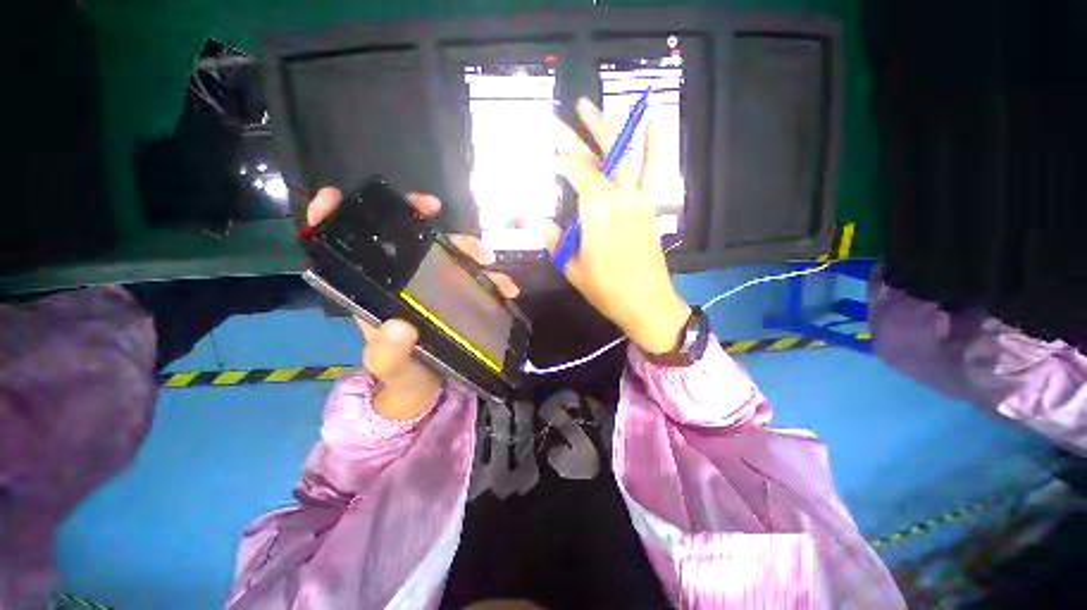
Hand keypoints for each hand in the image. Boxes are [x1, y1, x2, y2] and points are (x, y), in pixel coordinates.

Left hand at [306, 187, 519, 419]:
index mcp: (373, 293)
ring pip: (446, 254)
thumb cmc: (400, 377)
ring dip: (471, 252)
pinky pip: (472, 277)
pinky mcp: (454, 297)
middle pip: (408, 241)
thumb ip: (388, 354)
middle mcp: (400, 283)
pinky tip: (507, 288)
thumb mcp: (390, 368)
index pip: (346, 249)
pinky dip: (491, 278)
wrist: (426, 391)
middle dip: (430, 227)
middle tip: (458, 238)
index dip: (334, 218)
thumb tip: (400, 327)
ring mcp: (430, 287)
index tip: (339, 196)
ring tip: (491, 265)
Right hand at [547, 98, 691, 354]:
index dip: (561, 161)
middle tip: (563, 113)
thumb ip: (555, 241)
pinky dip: (655, 145)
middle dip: (579, 132)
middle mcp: (619, 199)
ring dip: (612, 128)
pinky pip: (653, 171)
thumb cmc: (607, 290)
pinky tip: (653, 123)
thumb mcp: (573, 270)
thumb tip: (534, 221)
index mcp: (597, 214)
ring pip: (627, 155)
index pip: (578, 174)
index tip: (545, 160)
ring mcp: (638, 200)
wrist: (647, 302)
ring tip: (595, 107)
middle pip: (601, 156)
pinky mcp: (649, 207)